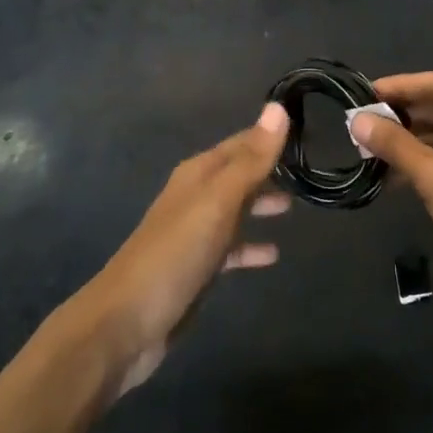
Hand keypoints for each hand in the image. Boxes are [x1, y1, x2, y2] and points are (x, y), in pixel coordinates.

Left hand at [69, 103, 290, 395]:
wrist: (125, 324)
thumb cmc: (174, 254)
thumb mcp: (218, 202)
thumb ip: (251, 160)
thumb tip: (278, 107)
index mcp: (198, 174)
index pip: (241, 143)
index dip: (269, 136)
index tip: (304, 130)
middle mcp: (196, 197)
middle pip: (238, 175)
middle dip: (268, 170)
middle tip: (307, 169)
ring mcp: (195, 234)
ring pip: (235, 209)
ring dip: (261, 204)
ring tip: (295, 206)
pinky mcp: (197, 268)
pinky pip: (231, 248)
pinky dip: (251, 246)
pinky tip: (273, 255)